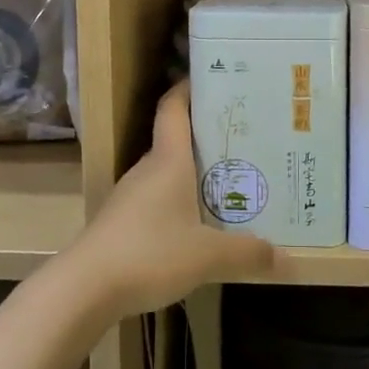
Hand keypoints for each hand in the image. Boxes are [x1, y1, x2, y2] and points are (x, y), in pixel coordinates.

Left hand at [69, 81, 282, 317]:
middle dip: (206, 138)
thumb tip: (284, 258)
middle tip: (243, 141)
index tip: (211, 79)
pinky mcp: (121, 222)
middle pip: (175, 141)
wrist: (84, 288)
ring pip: (166, 174)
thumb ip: (246, 253)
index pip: (172, 109)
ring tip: (228, 183)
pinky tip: (196, 226)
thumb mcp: (207, 256)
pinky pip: (156, 201)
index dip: (187, 89)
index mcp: (167, 160)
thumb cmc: (149, 253)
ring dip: (192, 174)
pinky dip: (177, 203)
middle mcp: (147, 170)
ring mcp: (129, 196)